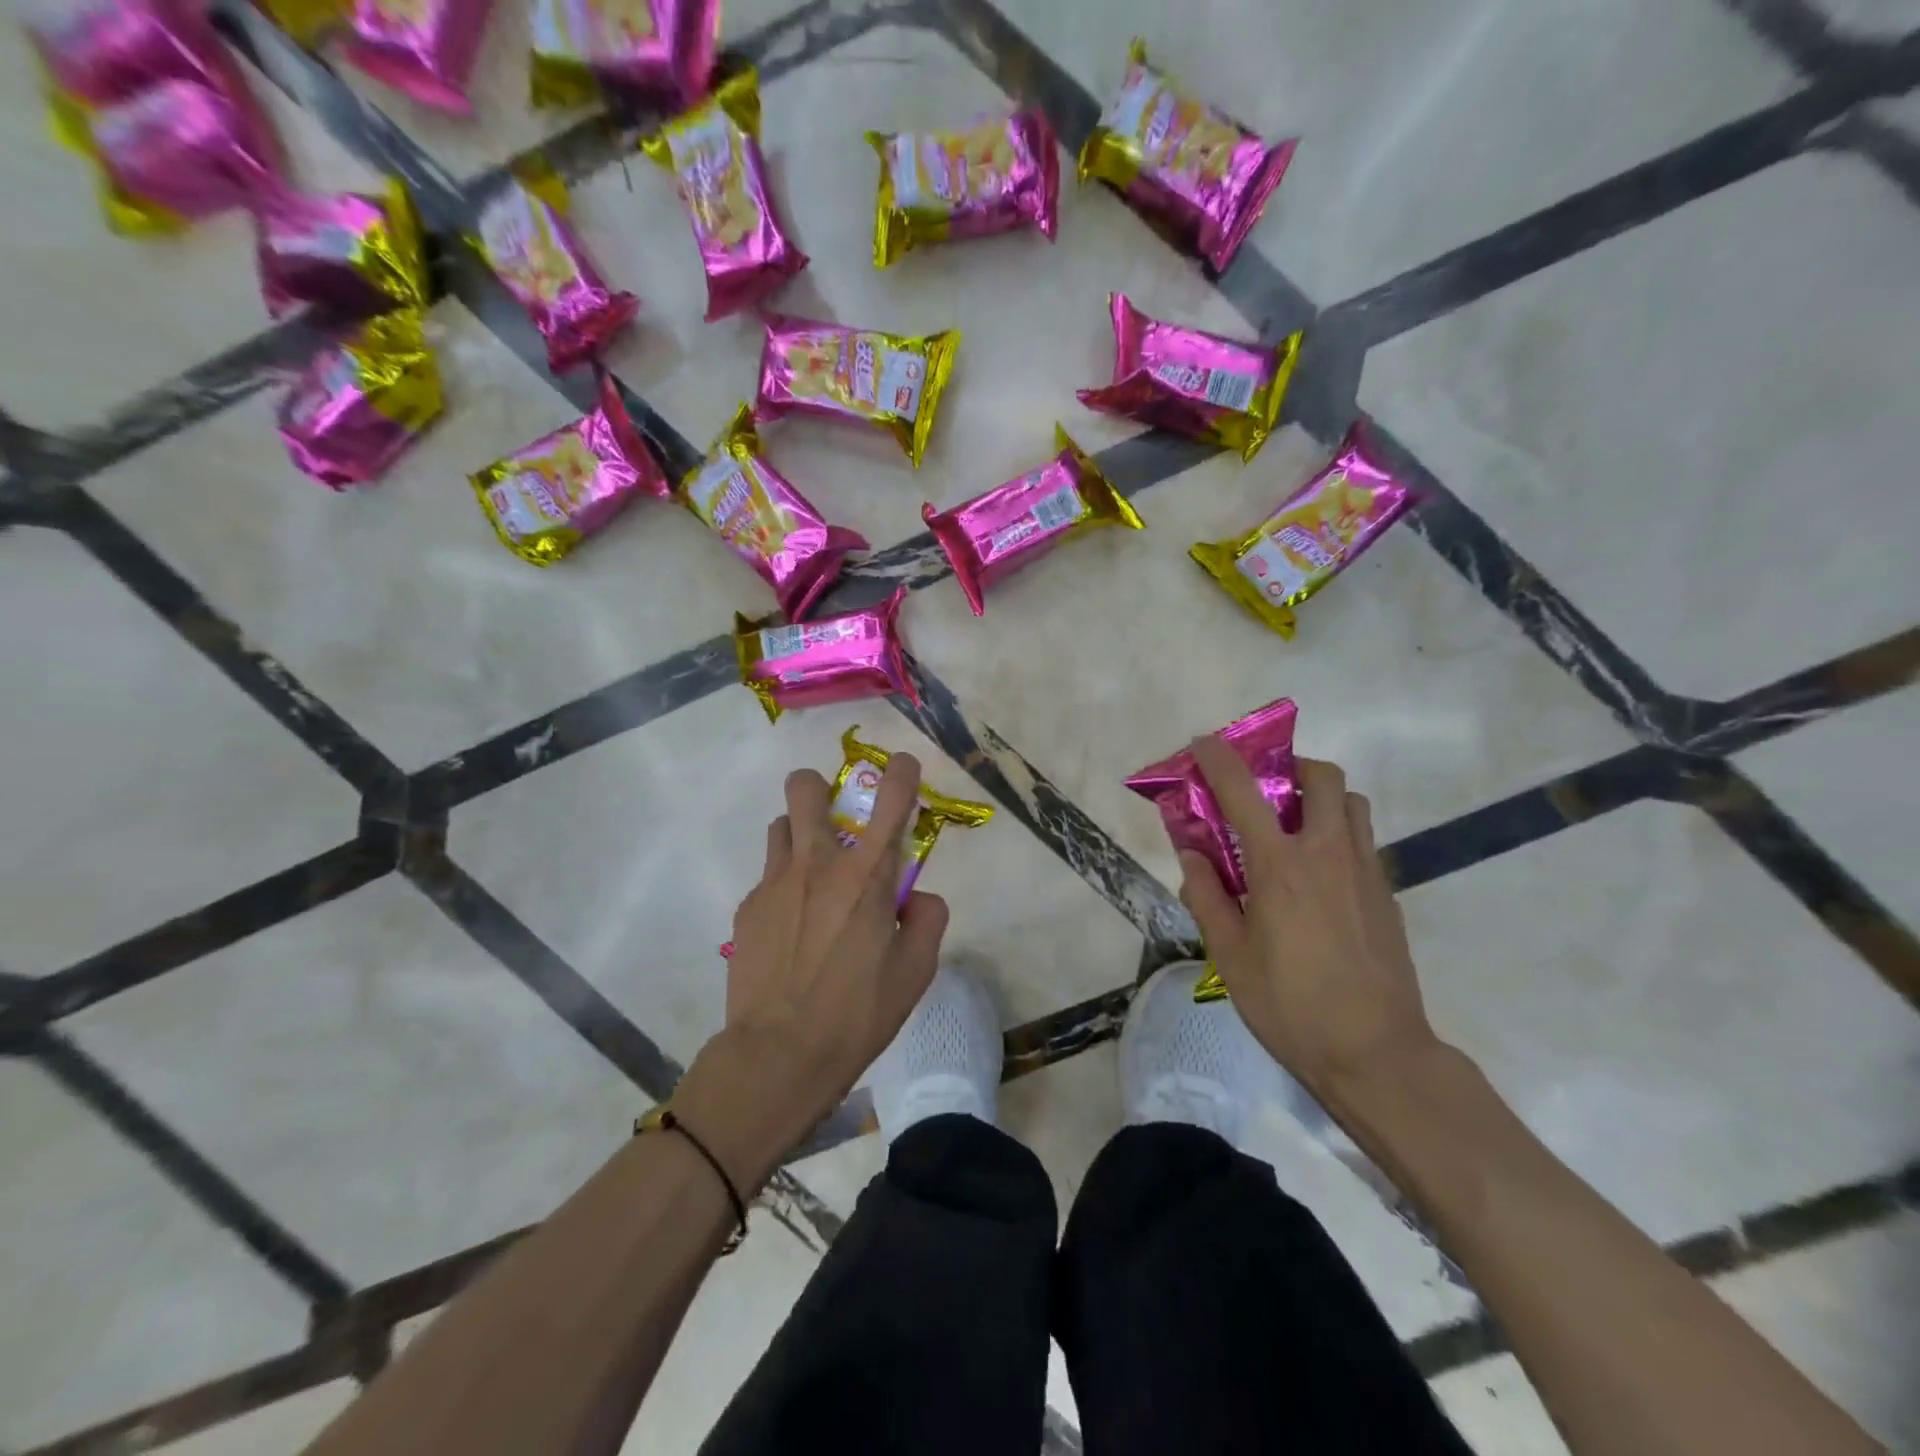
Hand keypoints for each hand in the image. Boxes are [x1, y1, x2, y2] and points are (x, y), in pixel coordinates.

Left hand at [687, 754, 947, 1185]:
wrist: (778, 1056)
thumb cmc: (858, 1014)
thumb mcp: (916, 971)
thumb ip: (927, 919)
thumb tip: (916, 897)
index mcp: (867, 877)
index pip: (890, 802)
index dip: (901, 773)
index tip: (904, 766)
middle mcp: (817, 865)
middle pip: (805, 788)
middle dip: (820, 787)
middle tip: (836, 818)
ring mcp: (774, 883)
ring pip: (781, 826)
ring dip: (800, 835)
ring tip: (813, 877)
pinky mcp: (748, 908)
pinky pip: (769, 876)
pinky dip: (786, 886)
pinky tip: (793, 929)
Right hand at [1177, 741, 1442, 1109]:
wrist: (1376, 1054)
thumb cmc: (1291, 1006)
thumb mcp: (1230, 956)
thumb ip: (1207, 897)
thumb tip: (1192, 855)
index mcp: (1280, 868)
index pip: (1244, 793)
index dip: (1220, 760)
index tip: (1203, 743)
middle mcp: (1327, 854)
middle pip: (1322, 778)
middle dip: (1290, 767)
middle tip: (1264, 789)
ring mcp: (1365, 872)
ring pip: (1352, 803)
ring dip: (1321, 797)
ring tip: (1293, 826)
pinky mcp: (1387, 894)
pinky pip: (1364, 839)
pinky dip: (1338, 832)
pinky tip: (1317, 873)